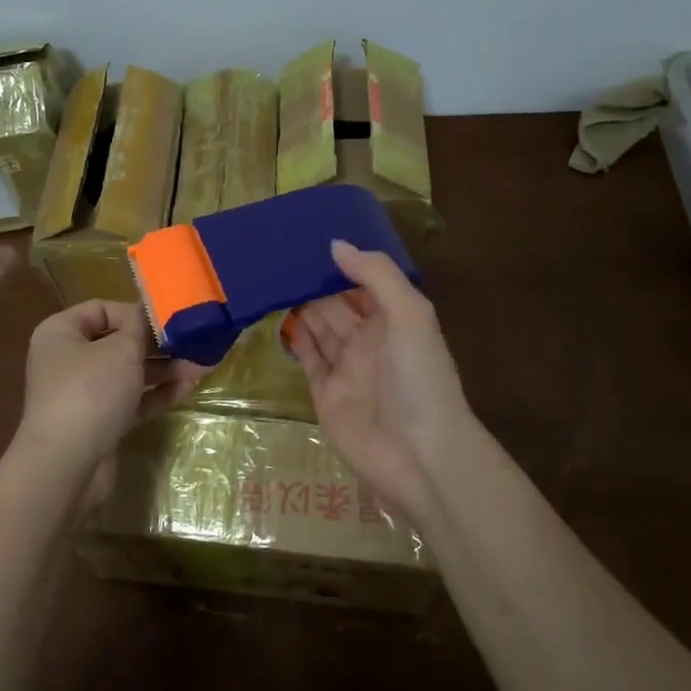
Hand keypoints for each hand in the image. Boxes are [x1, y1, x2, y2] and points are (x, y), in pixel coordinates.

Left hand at [13, 300, 207, 498]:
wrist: (66, 466)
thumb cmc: (90, 391)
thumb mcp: (122, 349)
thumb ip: (142, 326)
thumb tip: (152, 310)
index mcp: (61, 333)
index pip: (101, 309)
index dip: (135, 312)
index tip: (167, 319)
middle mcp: (68, 360)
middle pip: (118, 342)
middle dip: (157, 343)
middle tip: (193, 342)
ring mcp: (83, 394)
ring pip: (129, 373)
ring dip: (163, 368)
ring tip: (200, 366)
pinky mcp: (99, 423)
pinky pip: (132, 400)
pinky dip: (157, 393)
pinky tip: (187, 387)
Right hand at [288, 240, 476, 522]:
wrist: (419, 455)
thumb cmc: (419, 378)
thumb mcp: (409, 315)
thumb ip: (376, 275)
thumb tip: (335, 244)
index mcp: (394, 319)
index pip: (365, 281)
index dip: (343, 261)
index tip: (311, 236)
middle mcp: (370, 340)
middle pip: (336, 303)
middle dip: (314, 280)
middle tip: (279, 253)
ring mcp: (346, 367)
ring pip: (319, 327)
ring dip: (300, 304)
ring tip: (270, 277)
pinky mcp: (325, 394)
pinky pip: (307, 358)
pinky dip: (294, 338)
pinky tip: (275, 315)